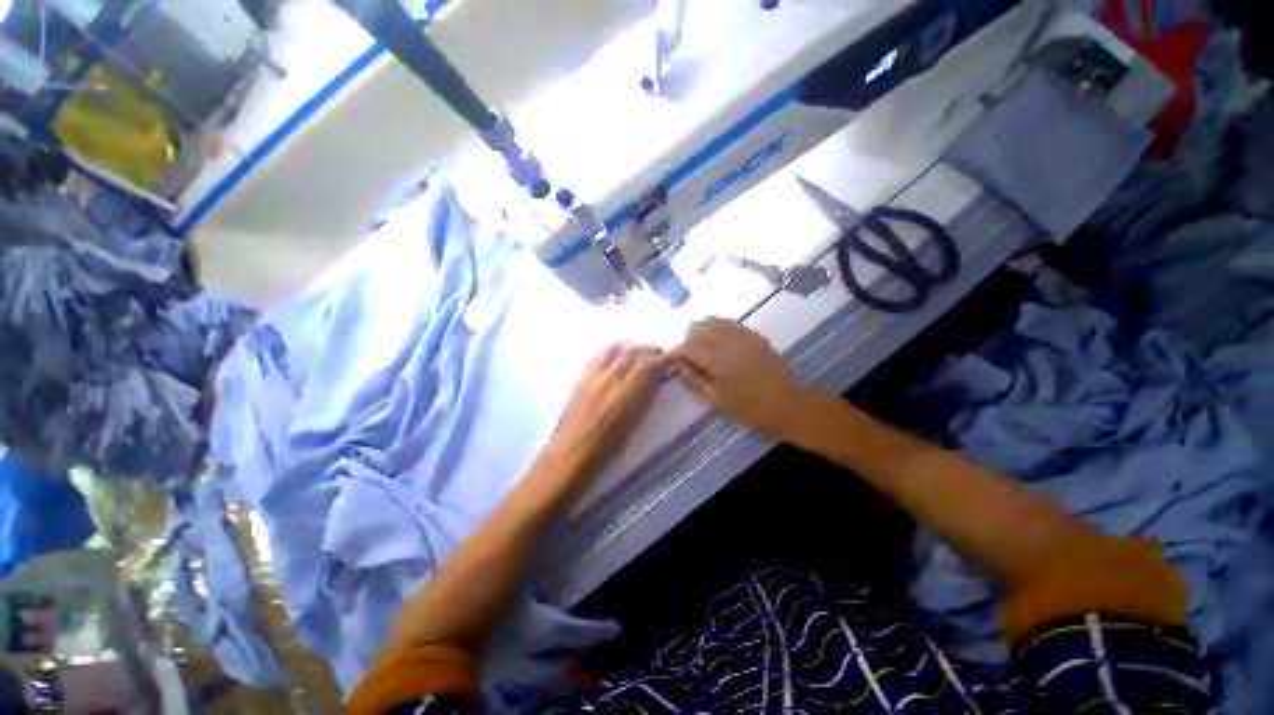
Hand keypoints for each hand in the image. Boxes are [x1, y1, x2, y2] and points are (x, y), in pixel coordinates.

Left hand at [549, 343, 667, 472]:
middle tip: (660, 351)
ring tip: (641, 348)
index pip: (648, 366)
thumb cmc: (608, 445)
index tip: (672, 359)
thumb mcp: (634, 422)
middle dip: (649, 349)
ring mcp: (593, 375)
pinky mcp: (581, 376)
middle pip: (632, 353)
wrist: (572, 450)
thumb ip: (645, 396)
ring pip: (614, 349)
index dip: (663, 359)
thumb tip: (656, 379)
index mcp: (625, 395)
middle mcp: (609, 379)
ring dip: (631, 346)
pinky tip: (618, 351)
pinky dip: (613, 349)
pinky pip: (599, 354)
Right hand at [670, 318, 810, 440]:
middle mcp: (727, 339)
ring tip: (703, 349)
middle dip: (688, 339)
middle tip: (689, 357)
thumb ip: (693, 379)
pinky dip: (717, 329)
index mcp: (716, 358)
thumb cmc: (748, 408)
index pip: (686, 346)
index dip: (676, 351)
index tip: (672, 359)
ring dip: (702, 332)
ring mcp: (742, 334)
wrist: (787, 405)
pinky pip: (728, 323)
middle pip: (697, 326)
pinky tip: (719, 343)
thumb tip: (676, 364)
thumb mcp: (715, 399)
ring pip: (712, 320)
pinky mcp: (753, 334)